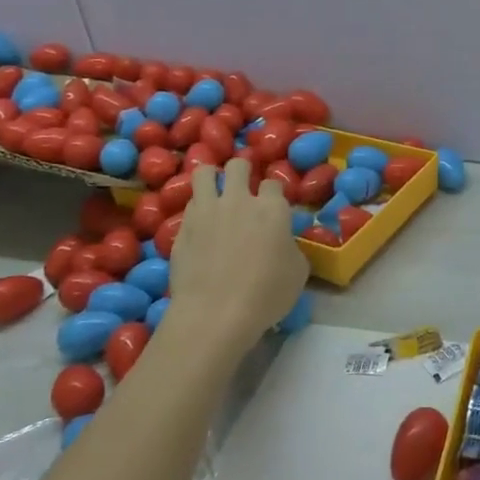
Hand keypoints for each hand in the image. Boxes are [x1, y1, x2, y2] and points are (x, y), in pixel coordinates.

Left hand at [165, 159, 308, 346]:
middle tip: (243, 186)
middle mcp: (238, 200)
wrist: (214, 314)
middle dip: (242, 170)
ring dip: (212, 177)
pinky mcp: (182, 228)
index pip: (273, 183)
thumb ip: (291, 247)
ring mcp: (206, 211)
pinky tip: (200, 223)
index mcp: (271, 208)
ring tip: (215, 190)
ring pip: (204, 172)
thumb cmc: (266, 295)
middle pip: (238, 165)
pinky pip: (189, 205)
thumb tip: (283, 243)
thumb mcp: (298, 273)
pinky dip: (196, 208)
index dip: (273, 192)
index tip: (273, 205)